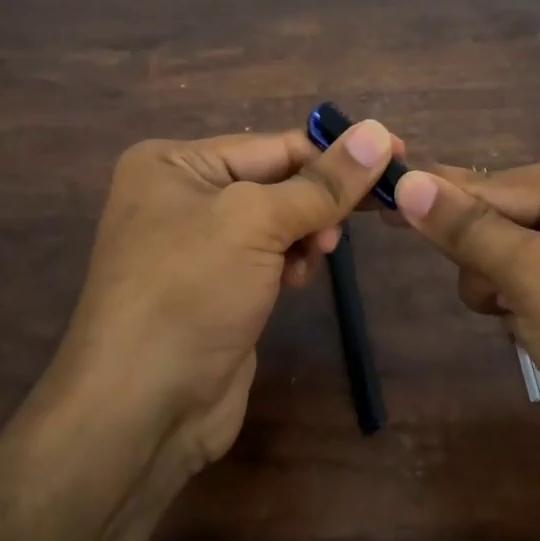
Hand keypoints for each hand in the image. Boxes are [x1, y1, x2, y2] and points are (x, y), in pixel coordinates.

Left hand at [48, 121, 397, 473]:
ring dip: (307, 232)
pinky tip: (296, 280)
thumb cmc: (190, 292)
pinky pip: (267, 257)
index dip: (335, 151)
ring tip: (317, 253)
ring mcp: (197, 246)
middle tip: (371, 212)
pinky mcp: (216, 287)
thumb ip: (322, 182)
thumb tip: (379, 133)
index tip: (397, 154)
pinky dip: (291, 262)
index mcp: (174, 164)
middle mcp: (180, 196)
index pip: (272, 144)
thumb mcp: (256, 223)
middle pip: (275, 180)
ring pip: (277, 220)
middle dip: (319, 198)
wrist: (142, 408)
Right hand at [394, 149, 539, 469]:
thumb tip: (406, 181)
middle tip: (504, 305)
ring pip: (520, 250)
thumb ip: (466, 229)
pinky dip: (531, 304)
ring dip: (508, 289)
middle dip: (492, 264)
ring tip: (534, 329)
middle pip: (509, 215)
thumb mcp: (535, 282)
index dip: (436, 199)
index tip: (374, 198)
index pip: (497, 183)